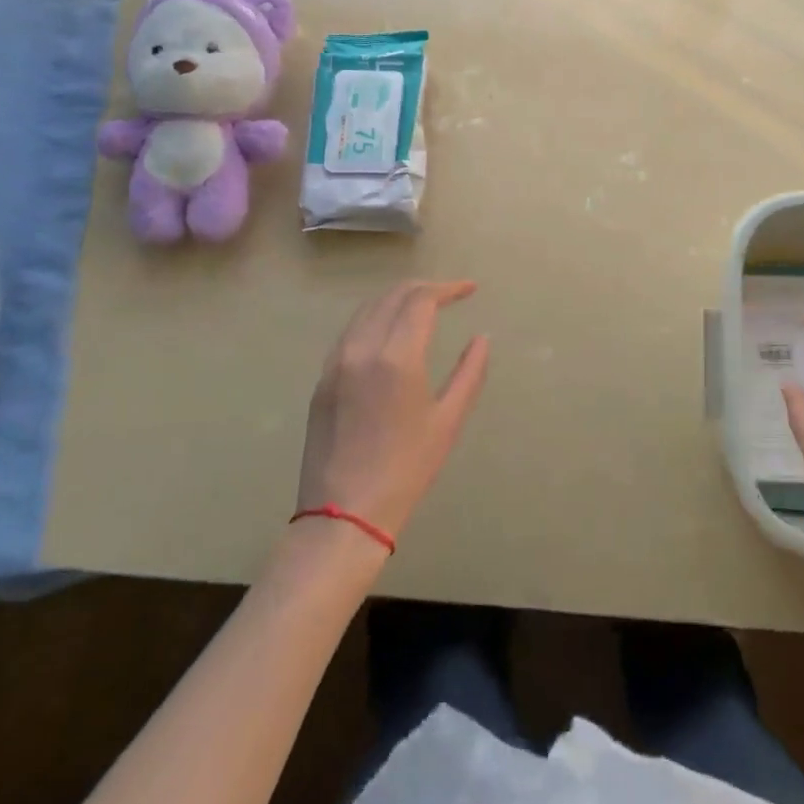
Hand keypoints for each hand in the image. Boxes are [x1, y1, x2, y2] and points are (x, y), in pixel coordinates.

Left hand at [297, 281, 490, 545]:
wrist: (343, 514)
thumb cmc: (406, 469)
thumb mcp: (448, 421)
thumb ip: (469, 373)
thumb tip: (481, 339)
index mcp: (396, 357)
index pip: (420, 300)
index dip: (448, 288)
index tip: (470, 290)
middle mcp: (361, 348)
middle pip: (392, 296)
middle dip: (424, 288)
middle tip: (450, 294)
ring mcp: (336, 362)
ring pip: (367, 309)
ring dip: (397, 299)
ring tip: (423, 306)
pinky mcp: (322, 378)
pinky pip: (351, 331)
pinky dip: (375, 318)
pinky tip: (390, 332)